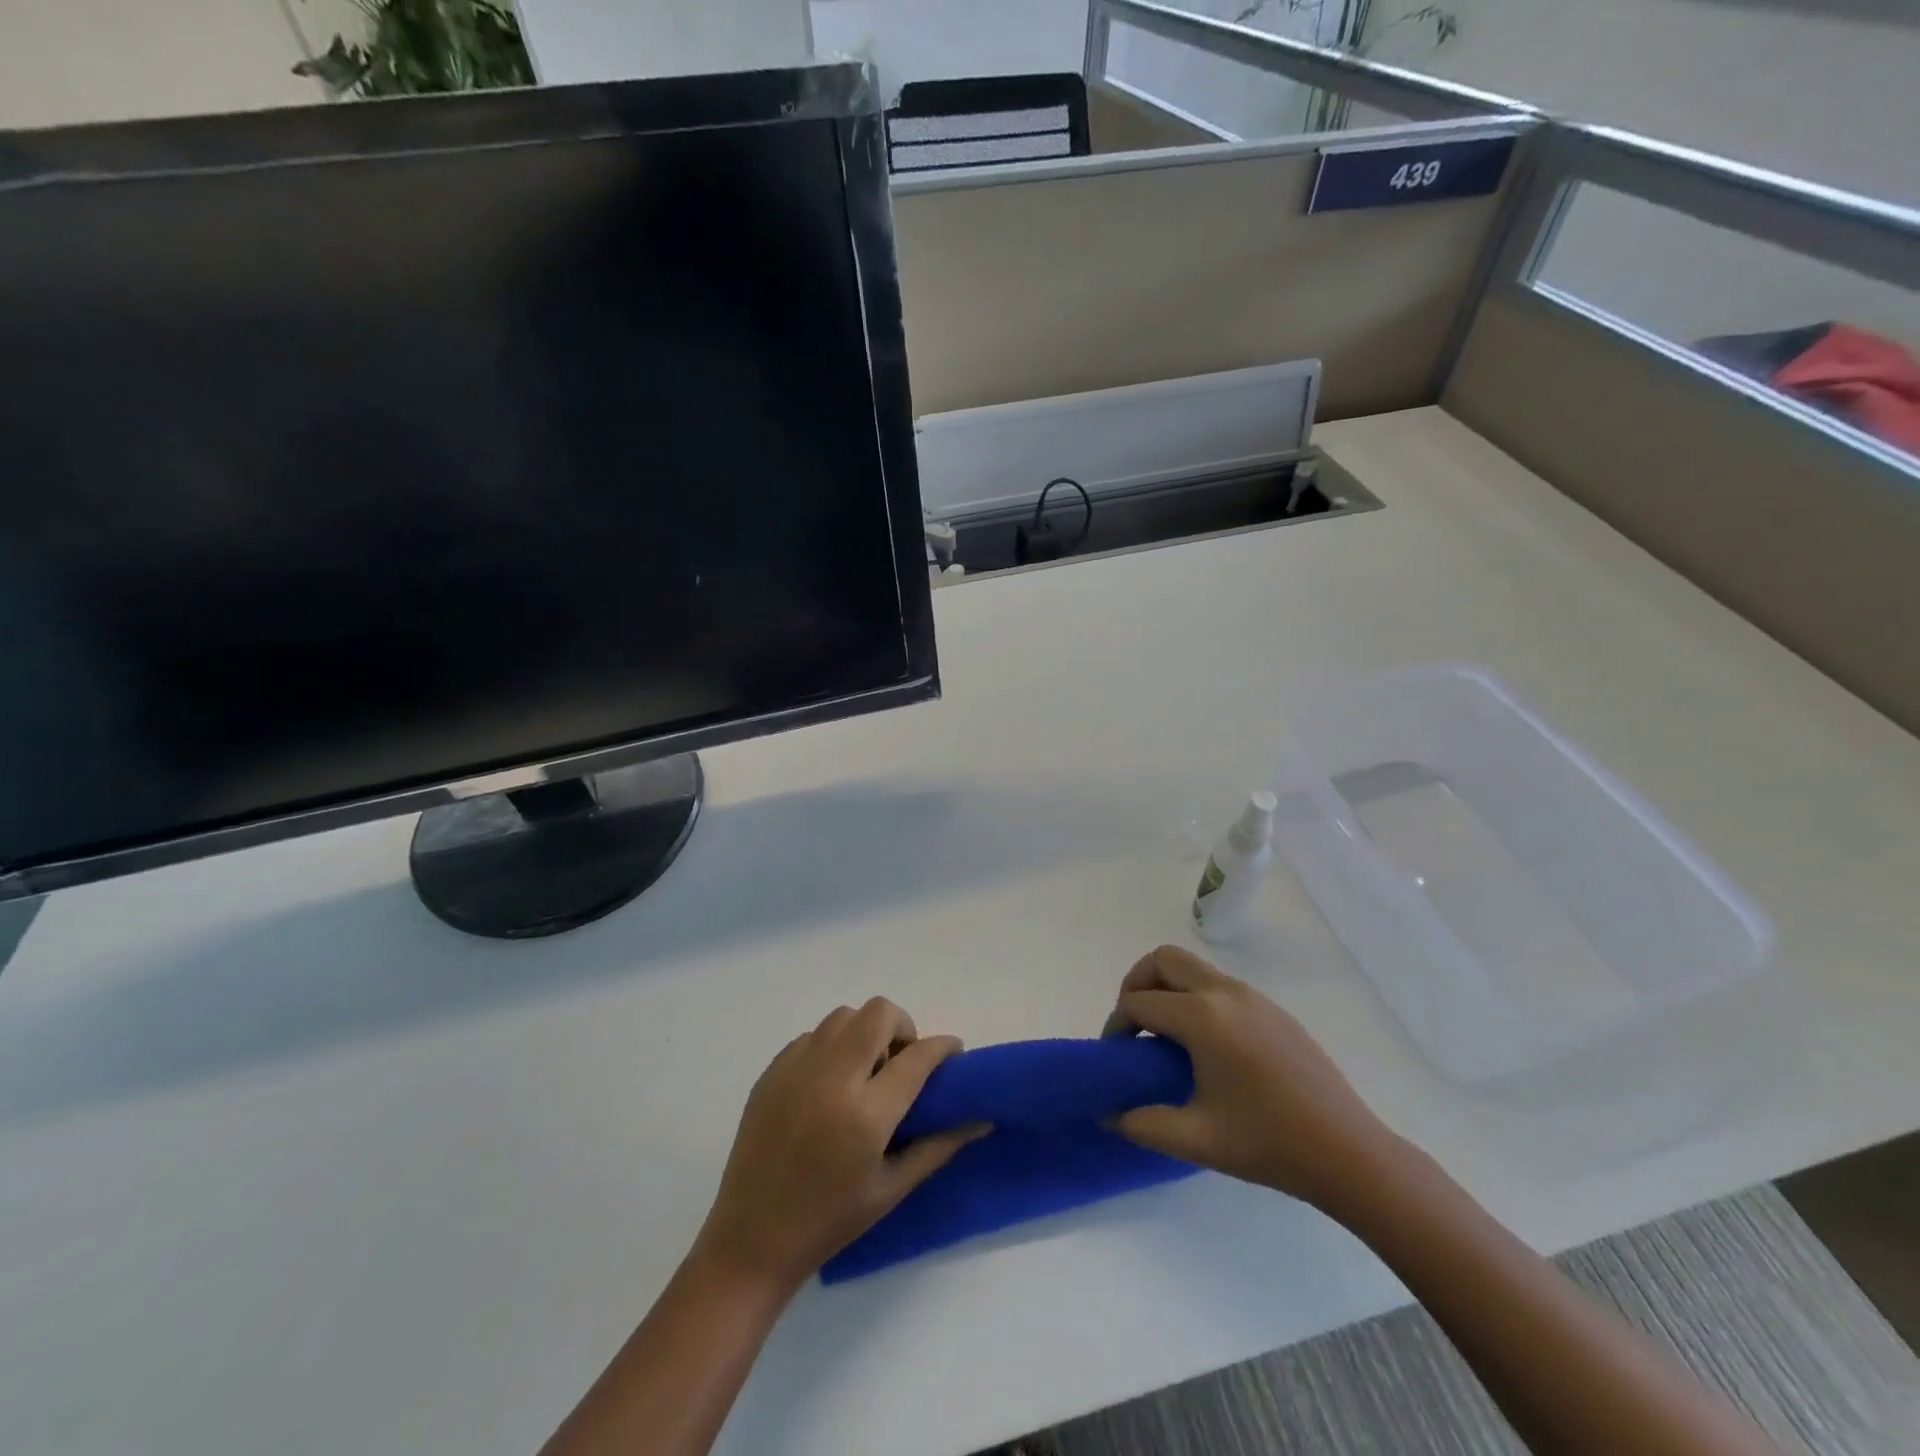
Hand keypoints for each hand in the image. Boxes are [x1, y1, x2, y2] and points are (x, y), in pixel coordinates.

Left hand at [692, 998, 985, 1294]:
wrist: (751, 1239)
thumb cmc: (830, 1220)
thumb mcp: (892, 1189)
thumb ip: (938, 1146)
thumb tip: (980, 1119)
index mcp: (866, 1114)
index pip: (917, 1057)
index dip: (943, 1047)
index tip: (952, 1053)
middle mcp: (832, 1078)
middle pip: (878, 1013)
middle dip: (901, 1028)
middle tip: (901, 1062)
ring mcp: (797, 1069)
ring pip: (844, 1016)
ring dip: (865, 1033)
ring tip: (865, 1071)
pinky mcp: (772, 1070)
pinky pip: (813, 1036)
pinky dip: (832, 1047)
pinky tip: (830, 1084)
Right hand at [1102, 946, 1397, 1214]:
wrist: (1348, 1152)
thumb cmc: (1268, 1144)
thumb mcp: (1196, 1139)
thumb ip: (1141, 1123)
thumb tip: (1106, 1114)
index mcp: (1202, 1017)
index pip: (1139, 1002)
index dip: (1116, 1026)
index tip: (1115, 1057)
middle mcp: (1224, 992)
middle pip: (1163, 959)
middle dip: (1136, 984)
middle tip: (1133, 1027)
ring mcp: (1252, 996)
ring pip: (1192, 966)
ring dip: (1166, 987)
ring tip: (1164, 1035)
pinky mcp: (1271, 1008)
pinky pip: (1218, 984)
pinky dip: (1194, 996)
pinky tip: (1205, 1044)